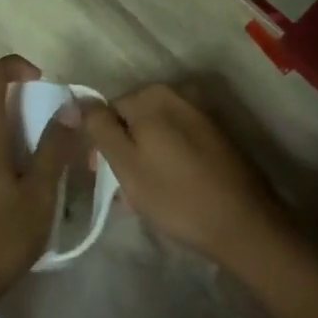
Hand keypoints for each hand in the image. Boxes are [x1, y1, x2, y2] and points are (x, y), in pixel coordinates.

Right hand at [81, 84, 294, 267]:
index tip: (104, 176)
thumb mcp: (125, 162)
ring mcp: (202, 113)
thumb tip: (75, 99)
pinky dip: (170, 161)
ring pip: (158, 134)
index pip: (108, 110)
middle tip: (126, 191)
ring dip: (147, 159)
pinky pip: (181, 143)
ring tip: (148, 197)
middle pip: (134, 120)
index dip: (101, 143)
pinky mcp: (219, 136)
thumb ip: (98, 127)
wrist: (243, 224)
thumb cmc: (175, 195)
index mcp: (152, 95)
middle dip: (125, 151)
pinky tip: (173, 190)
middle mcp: (179, 93)